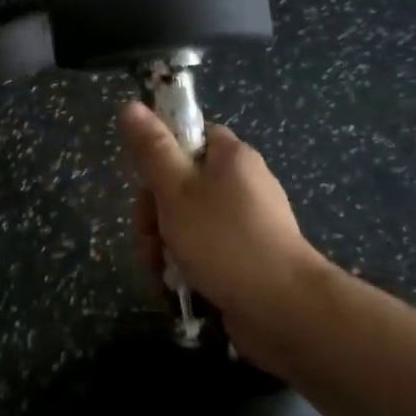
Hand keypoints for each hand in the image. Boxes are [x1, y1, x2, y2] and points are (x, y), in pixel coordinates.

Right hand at [119, 101, 327, 367]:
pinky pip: (206, 252)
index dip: (161, 155)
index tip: (145, 182)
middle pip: (182, 184)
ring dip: (165, 245)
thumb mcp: (176, 189)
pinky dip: (187, 266)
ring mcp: (247, 223)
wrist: (284, 309)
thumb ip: (151, 148)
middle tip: (148, 237)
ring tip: (160, 272)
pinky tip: (176, 288)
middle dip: (155, 214)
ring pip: (189, 222)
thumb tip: (130, 105)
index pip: (189, 136)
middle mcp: (242, 183)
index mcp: (230, 156)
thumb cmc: (224, 239)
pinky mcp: (248, 259)